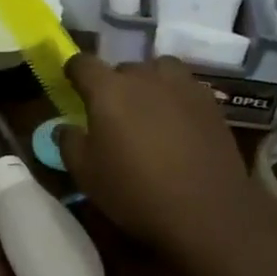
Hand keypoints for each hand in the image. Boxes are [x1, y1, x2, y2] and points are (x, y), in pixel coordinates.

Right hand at [55, 54, 276, 261]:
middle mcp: (144, 77)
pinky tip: (178, 123)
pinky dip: (176, 97)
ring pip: (159, 70)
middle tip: (113, 112)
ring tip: (149, 108)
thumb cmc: (135, 191)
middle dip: (114, 84)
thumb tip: (65, 127)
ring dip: (149, 82)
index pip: (83, 63)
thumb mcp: (86, 174)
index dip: (74, 71)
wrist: (208, 213)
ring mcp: (182, 87)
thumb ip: (69, 143)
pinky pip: (186, 88)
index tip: (71, 84)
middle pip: (123, 67)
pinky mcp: (211, 104)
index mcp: (108, 89)